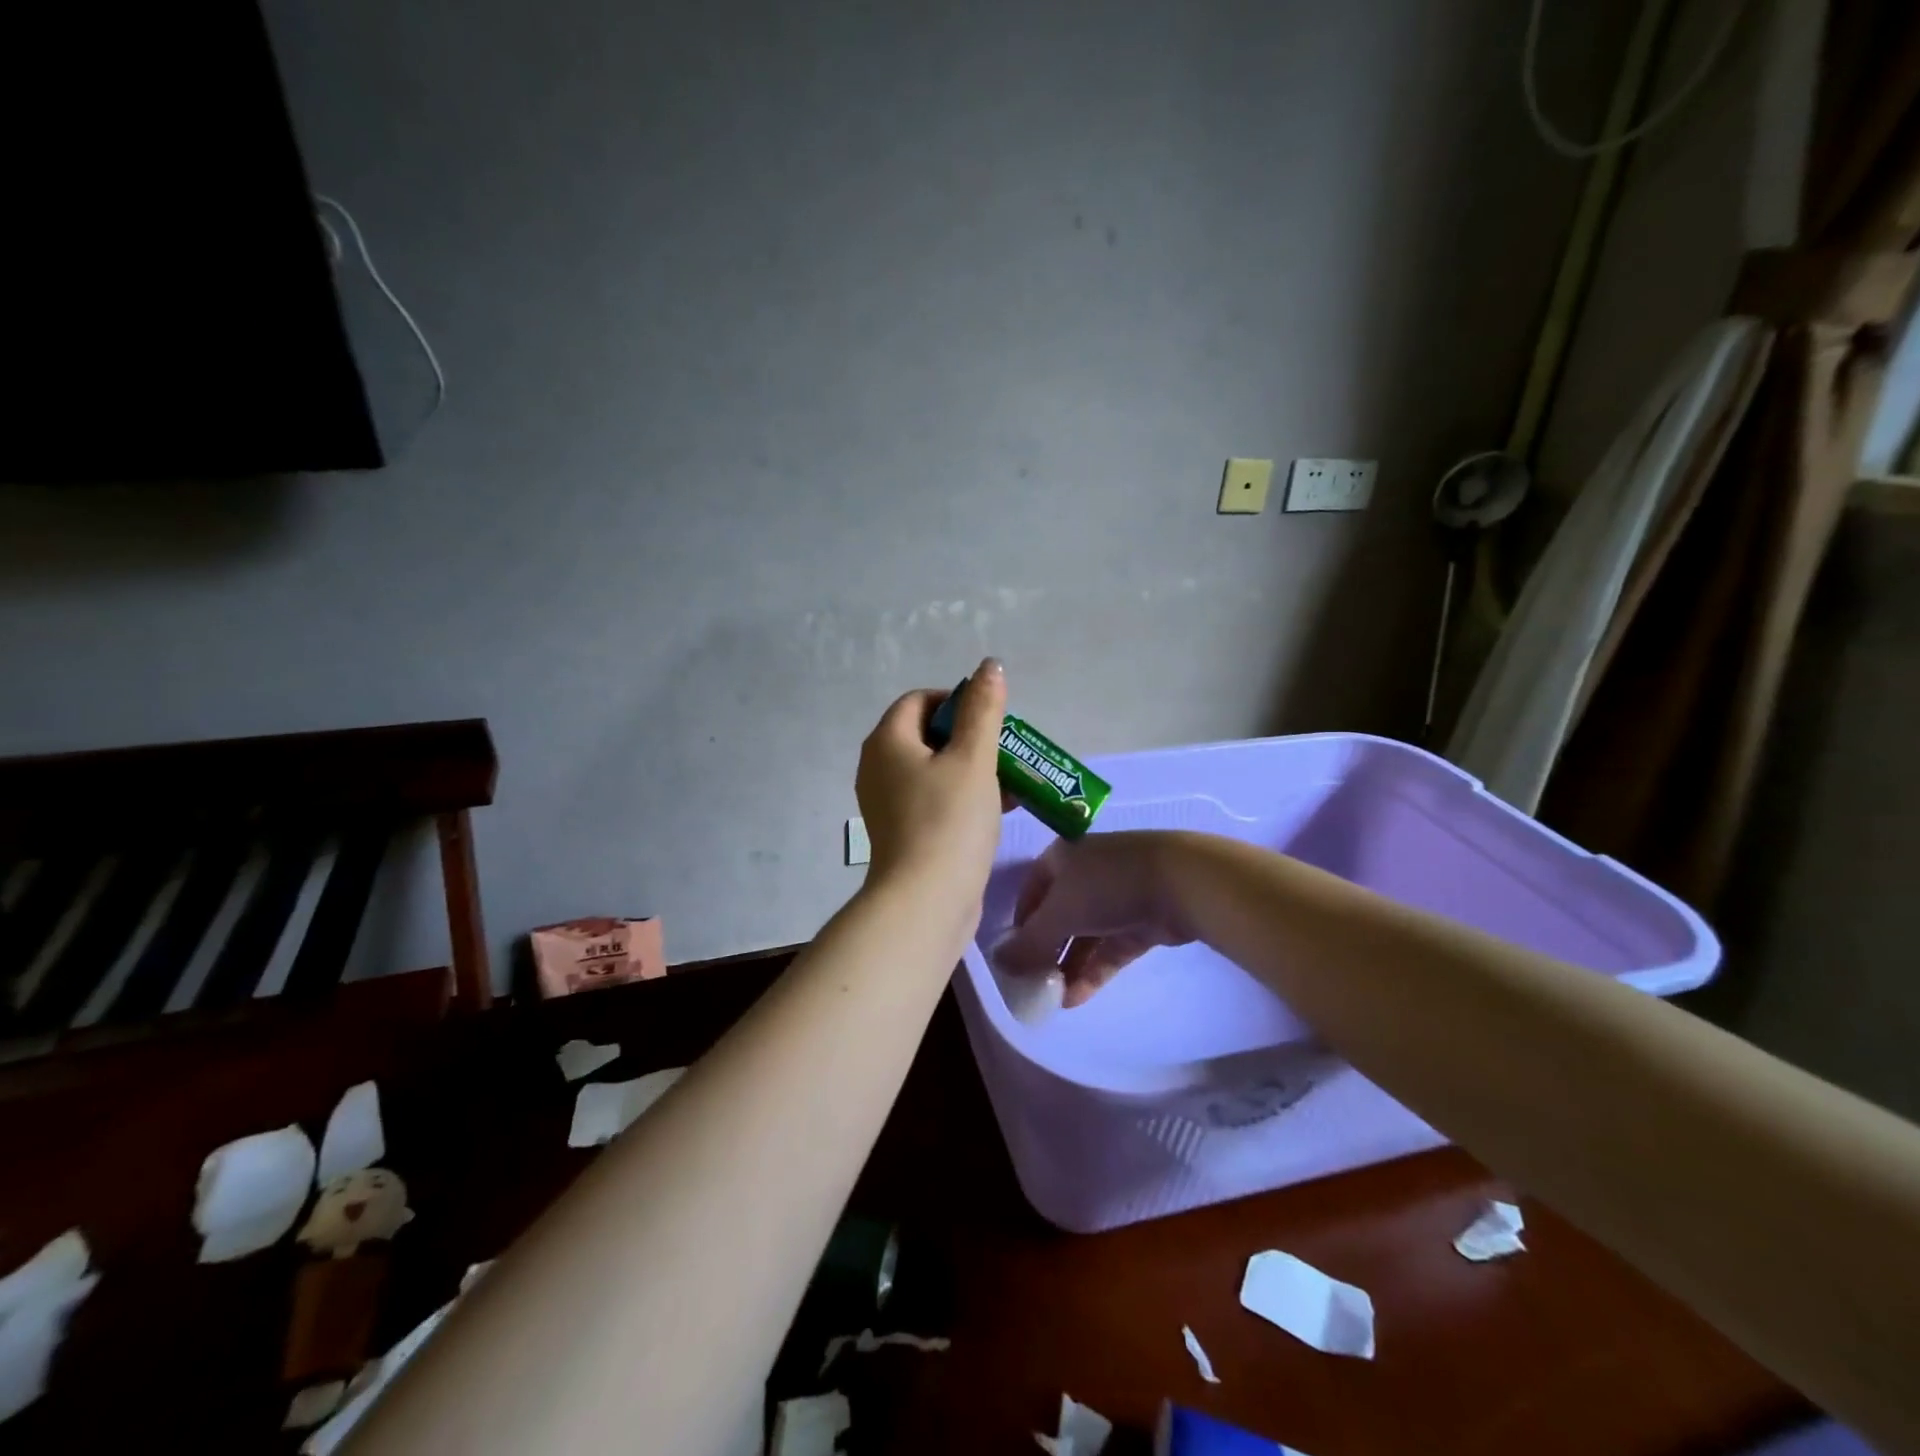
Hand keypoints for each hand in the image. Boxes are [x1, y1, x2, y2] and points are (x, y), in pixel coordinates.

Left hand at [855, 658, 1007, 899]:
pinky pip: (933, 800)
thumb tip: (988, 666)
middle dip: (970, 739)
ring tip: (1010, 782)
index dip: (957, 701)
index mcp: (887, 741)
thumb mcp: (974, 759)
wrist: (926, 902)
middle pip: (927, 735)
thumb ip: (983, 710)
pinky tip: (998, 810)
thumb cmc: (949, 821)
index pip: (920, 700)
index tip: (991, 722)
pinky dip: (962, 797)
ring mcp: (887, 803)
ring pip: (934, 770)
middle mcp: (878, 767)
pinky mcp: (902, 832)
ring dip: (972, 770)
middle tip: (1004, 753)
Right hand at [991, 831, 1195, 1006]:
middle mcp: (1085, 873)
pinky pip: (1108, 949)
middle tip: (1032, 985)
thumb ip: (1028, 943)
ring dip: (1067, 967)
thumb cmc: (1107, 886)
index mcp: (1061, 858)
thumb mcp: (1059, 914)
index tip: (1012, 958)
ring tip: (1051, 1000)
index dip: (1019, 925)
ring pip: (1084, 936)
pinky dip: (1092, 971)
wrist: (1180, 882)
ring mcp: (1115, 897)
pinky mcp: (1139, 921)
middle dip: (1045, 952)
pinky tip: (1075, 999)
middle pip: (1057, 917)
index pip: (1030, 893)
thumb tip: (999, 964)